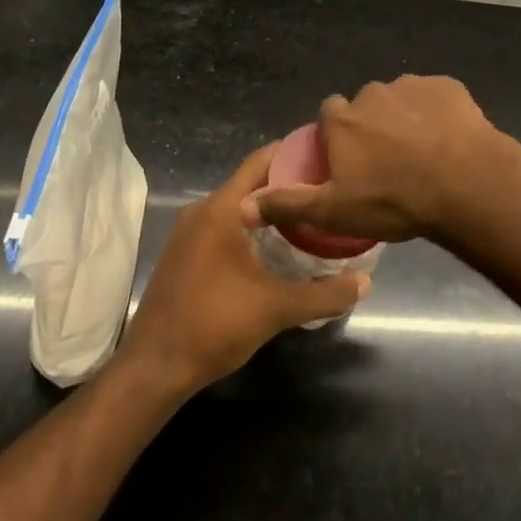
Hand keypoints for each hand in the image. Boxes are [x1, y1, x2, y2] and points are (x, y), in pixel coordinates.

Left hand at [117, 145, 369, 395]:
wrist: (154, 367)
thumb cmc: (214, 325)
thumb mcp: (275, 309)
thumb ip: (323, 294)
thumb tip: (366, 282)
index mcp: (222, 209)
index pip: (260, 161)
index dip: (292, 153)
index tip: (324, 154)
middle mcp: (202, 210)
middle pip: (250, 182)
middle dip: (286, 183)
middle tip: (324, 189)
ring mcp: (188, 231)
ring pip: (236, 205)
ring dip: (267, 208)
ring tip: (307, 215)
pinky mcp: (184, 252)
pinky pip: (222, 224)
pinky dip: (249, 226)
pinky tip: (273, 246)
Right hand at [240, 75, 510, 245]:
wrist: (464, 183)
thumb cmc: (394, 200)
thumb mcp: (334, 211)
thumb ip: (288, 204)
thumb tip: (241, 208)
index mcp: (343, 119)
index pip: (331, 115)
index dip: (339, 136)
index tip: (351, 161)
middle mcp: (372, 93)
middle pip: (367, 106)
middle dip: (374, 127)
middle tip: (391, 163)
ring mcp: (412, 86)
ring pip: (402, 101)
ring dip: (407, 120)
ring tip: (424, 155)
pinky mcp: (447, 87)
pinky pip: (436, 98)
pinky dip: (439, 114)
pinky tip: (450, 141)